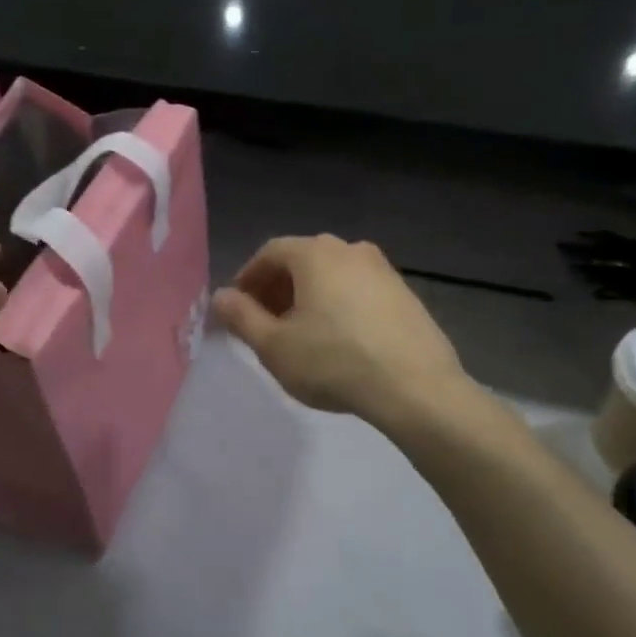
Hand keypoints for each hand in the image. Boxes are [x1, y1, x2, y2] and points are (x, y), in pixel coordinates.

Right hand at [213, 235, 468, 427]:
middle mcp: (350, 249)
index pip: (270, 253)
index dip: (248, 278)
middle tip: (264, 323)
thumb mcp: (274, 346)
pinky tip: (339, 340)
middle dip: (277, 288)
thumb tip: (220, 297)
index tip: (238, 308)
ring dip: (308, 297)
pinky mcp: (405, 294)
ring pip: (332, 275)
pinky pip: (358, 290)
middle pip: (302, 261)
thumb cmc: (333, 362)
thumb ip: (241, 317)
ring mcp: (384, 270)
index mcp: (315, 253)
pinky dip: (338, 305)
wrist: (415, 387)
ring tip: (300, 334)